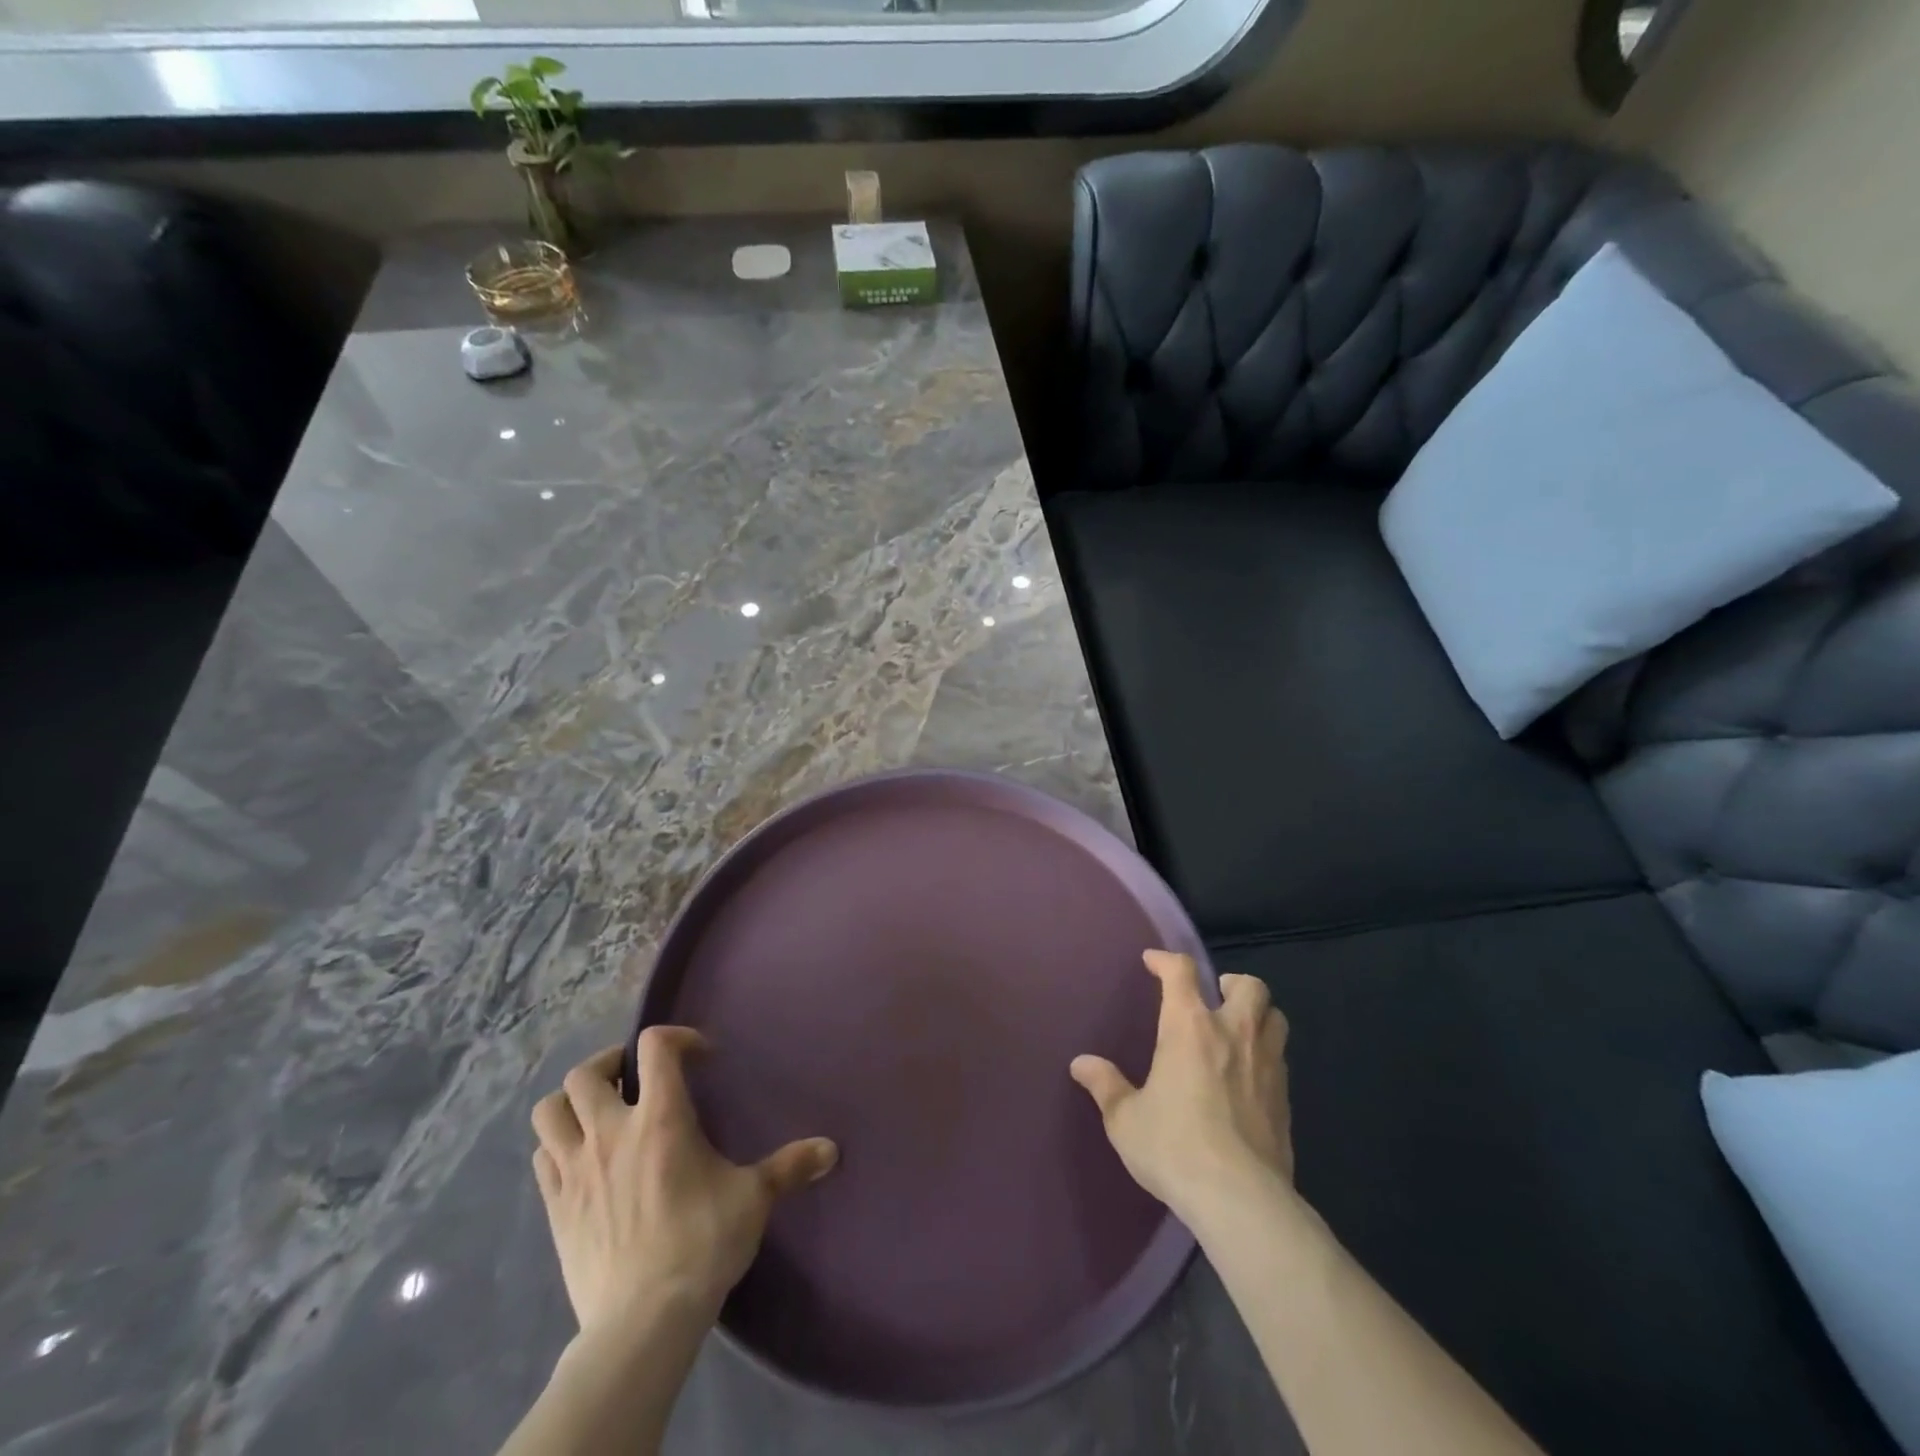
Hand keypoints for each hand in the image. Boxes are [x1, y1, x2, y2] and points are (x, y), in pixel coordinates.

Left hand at [530, 1027, 838, 1334]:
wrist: (642, 1322)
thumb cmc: (701, 1245)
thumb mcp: (753, 1199)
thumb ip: (789, 1166)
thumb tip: (832, 1150)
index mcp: (660, 1119)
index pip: (655, 1046)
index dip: (677, 1038)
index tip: (699, 1057)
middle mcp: (610, 1133)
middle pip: (585, 1074)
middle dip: (610, 1064)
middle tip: (634, 1078)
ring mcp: (575, 1170)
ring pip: (549, 1111)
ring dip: (571, 1102)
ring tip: (598, 1111)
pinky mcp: (555, 1208)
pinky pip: (542, 1157)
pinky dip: (558, 1145)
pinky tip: (582, 1159)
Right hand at [1070, 950, 1291, 1222]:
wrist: (1240, 1199)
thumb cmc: (1174, 1147)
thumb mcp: (1126, 1119)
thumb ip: (1105, 1085)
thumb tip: (1081, 1064)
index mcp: (1189, 1027)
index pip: (1181, 972)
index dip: (1166, 960)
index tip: (1153, 962)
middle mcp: (1233, 1033)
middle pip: (1249, 985)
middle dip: (1231, 983)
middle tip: (1213, 998)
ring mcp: (1266, 1064)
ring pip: (1276, 1017)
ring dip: (1258, 1014)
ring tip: (1238, 1031)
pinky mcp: (1286, 1099)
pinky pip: (1281, 1059)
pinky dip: (1267, 1055)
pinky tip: (1249, 1077)